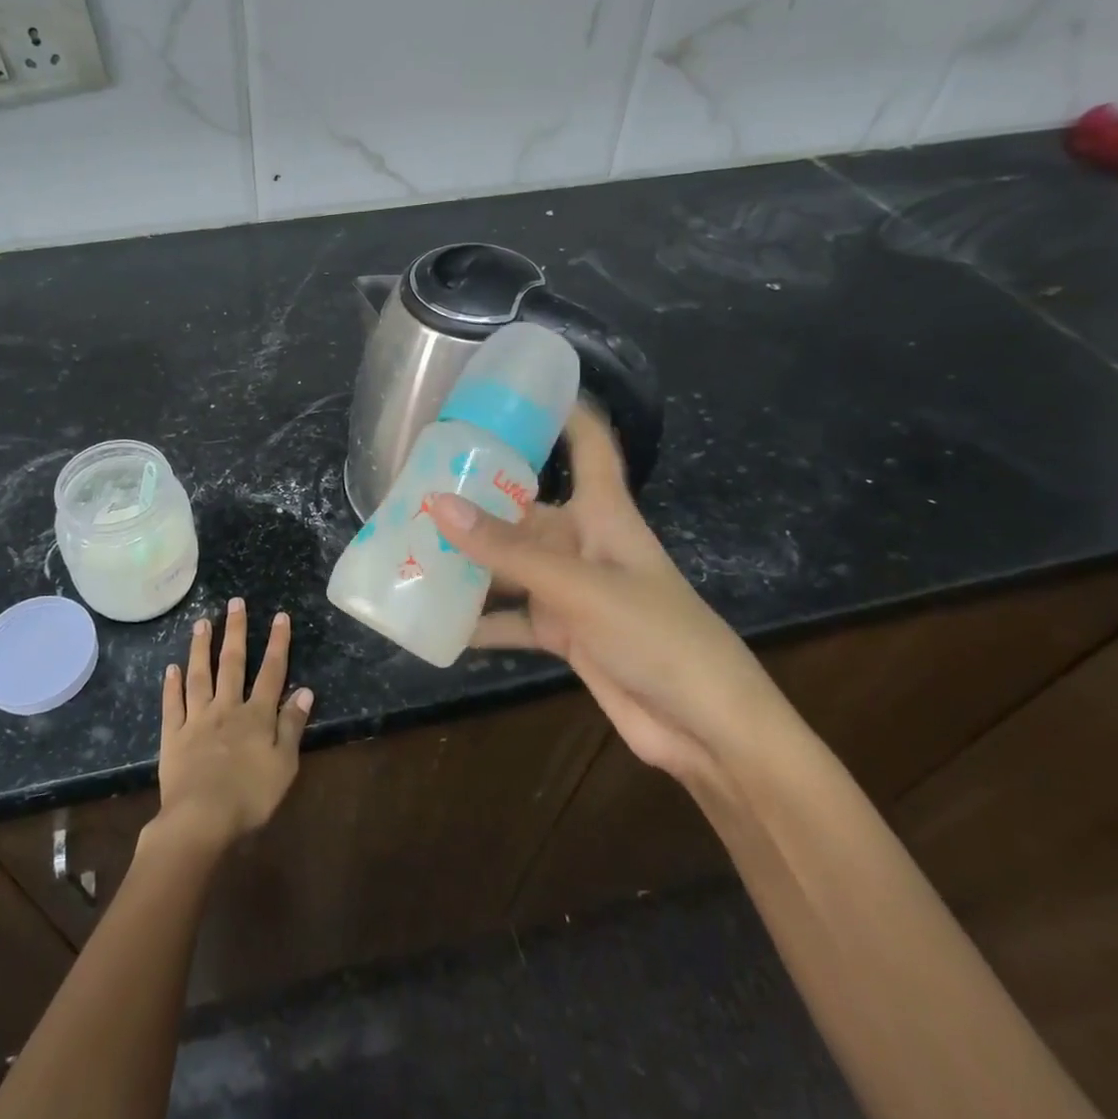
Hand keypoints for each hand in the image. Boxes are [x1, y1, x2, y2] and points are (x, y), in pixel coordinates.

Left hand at [153, 598, 311, 855]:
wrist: (201, 819)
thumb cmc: (250, 796)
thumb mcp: (284, 764)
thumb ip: (293, 725)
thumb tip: (305, 690)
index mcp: (257, 715)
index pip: (271, 672)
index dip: (277, 643)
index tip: (279, 616)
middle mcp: (227, 708)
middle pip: (232, 664)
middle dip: (235, 631)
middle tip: (235, 603)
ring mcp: (197, 719)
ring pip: (199, 676)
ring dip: (201, 648)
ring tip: (201, 623)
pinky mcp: (173, 736)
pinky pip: (172, 705)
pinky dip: (172, 685)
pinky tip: (171, 668)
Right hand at [432, 406, 780, 782]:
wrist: (707, 728)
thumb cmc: (656, 635)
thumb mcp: (577, 586)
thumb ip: (506, 551)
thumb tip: (437, 503)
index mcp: (603, 514)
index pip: (588, 446)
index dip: (562, 412)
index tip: (514, 390)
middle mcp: (583, 543)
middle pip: (525, 510)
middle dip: (477, 501)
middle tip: (415, 488)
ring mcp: (572, 590)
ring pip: (510, 565)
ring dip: (469, 562)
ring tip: (410, 549)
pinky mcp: (564, 633)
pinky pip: (511, 619)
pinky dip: (479, 622)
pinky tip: (435, 622)